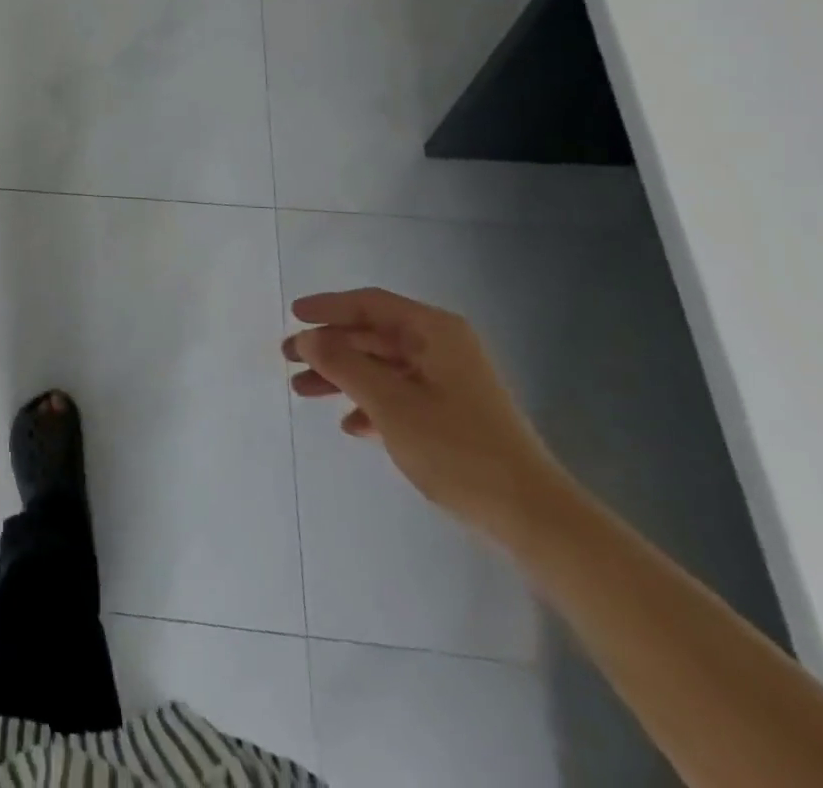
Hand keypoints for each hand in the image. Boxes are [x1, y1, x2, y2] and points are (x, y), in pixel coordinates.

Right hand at [284, 288, 569, 542]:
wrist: (533, 518)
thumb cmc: (458, 449)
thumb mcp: (390, 404)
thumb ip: (343, 364)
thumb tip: (307, 337)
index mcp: (435, 332)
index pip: (370, 304)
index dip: (328, 307)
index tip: (293, 315)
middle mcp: (443, 347)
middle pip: (373, 335)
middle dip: (330, 347)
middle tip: (289, 359)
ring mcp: (450, 381)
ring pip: (382, 366)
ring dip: (343, 377)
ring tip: (304, 392)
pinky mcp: (453, 414)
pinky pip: (400, 395)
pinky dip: (371, 404)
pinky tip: (351, 426)